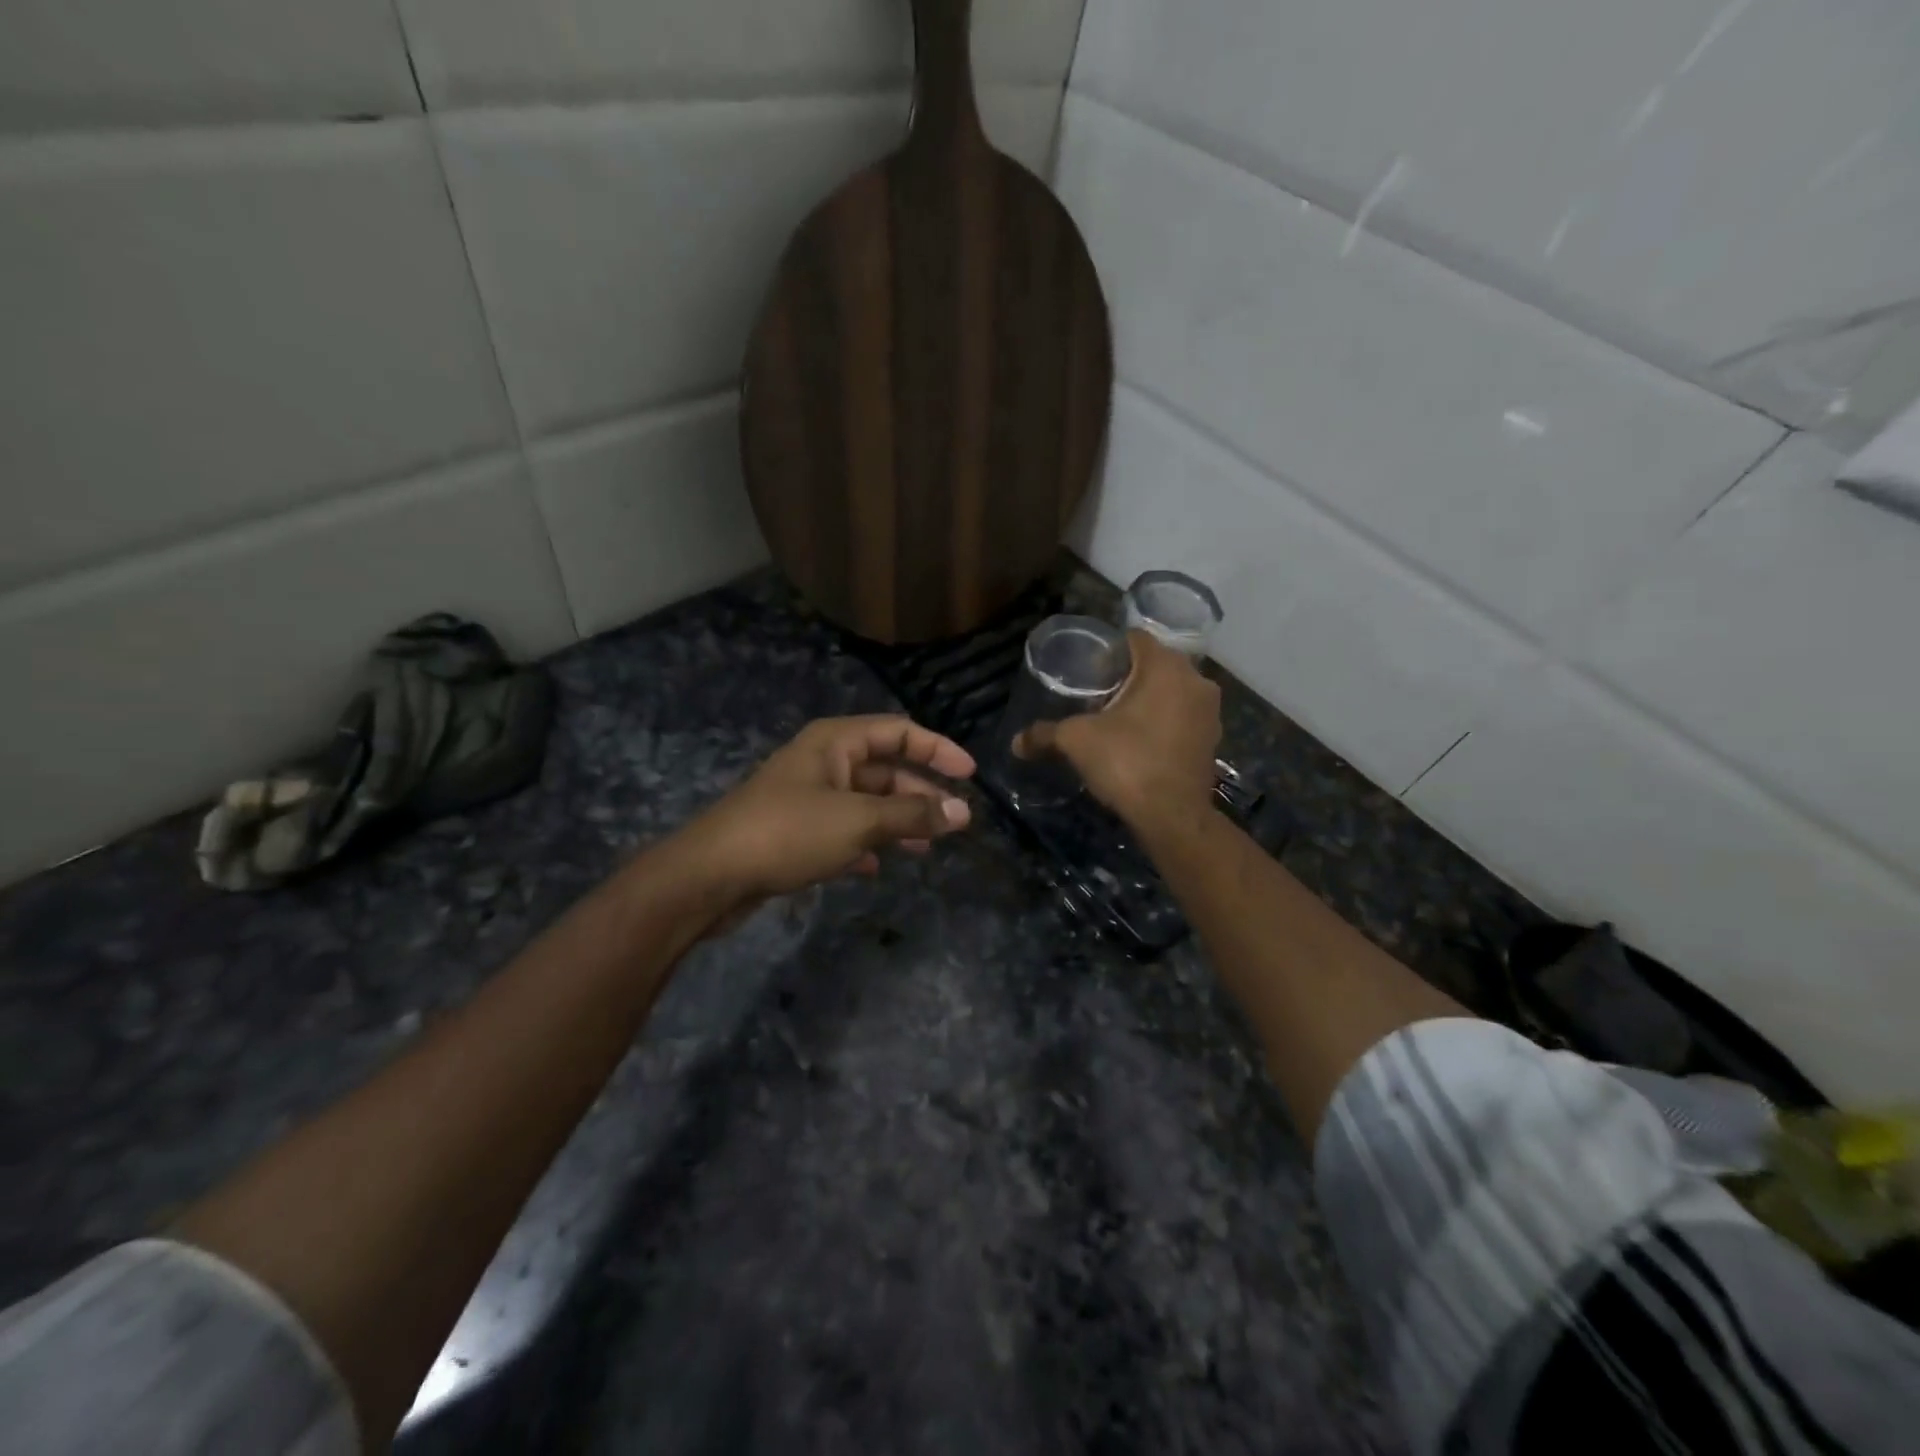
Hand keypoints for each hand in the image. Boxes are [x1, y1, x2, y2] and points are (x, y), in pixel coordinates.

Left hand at [670, 715, 975, 919]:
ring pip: (866, 803)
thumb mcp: (858, 821)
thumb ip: (912, 815)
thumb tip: (962, 812)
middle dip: (920, 793)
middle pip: (885, 769)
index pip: (899, 731)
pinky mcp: (796, 831)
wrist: (710, 876)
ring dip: (897, 821)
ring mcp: (808, 797)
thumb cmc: (788, 832)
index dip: (937, 748)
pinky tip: (878, 866)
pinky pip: (843, 830)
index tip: (970, 774)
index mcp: (836, 742)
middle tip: (955, 822)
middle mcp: (823, 762)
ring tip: (927, 847)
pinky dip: (865, 844)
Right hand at [1013, 630, 1220, 831]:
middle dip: (1128, 676)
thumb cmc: (1127, 763)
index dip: (1109, 649)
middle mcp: (1196, 680)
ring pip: (1173, 691)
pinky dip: (1165, 721)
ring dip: (1150, 699)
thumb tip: (1015, 742)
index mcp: (1166, 667)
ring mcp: (1210, 711)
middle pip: (1156, 664)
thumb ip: (1044, 734)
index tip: (1088, 667)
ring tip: (1118, 718)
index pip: (1135, 638)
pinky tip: (1141, 740)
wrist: (1172, 817)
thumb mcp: (1076, 742)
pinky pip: (1183, 717)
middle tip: (1098, 694)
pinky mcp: (1213, 739)